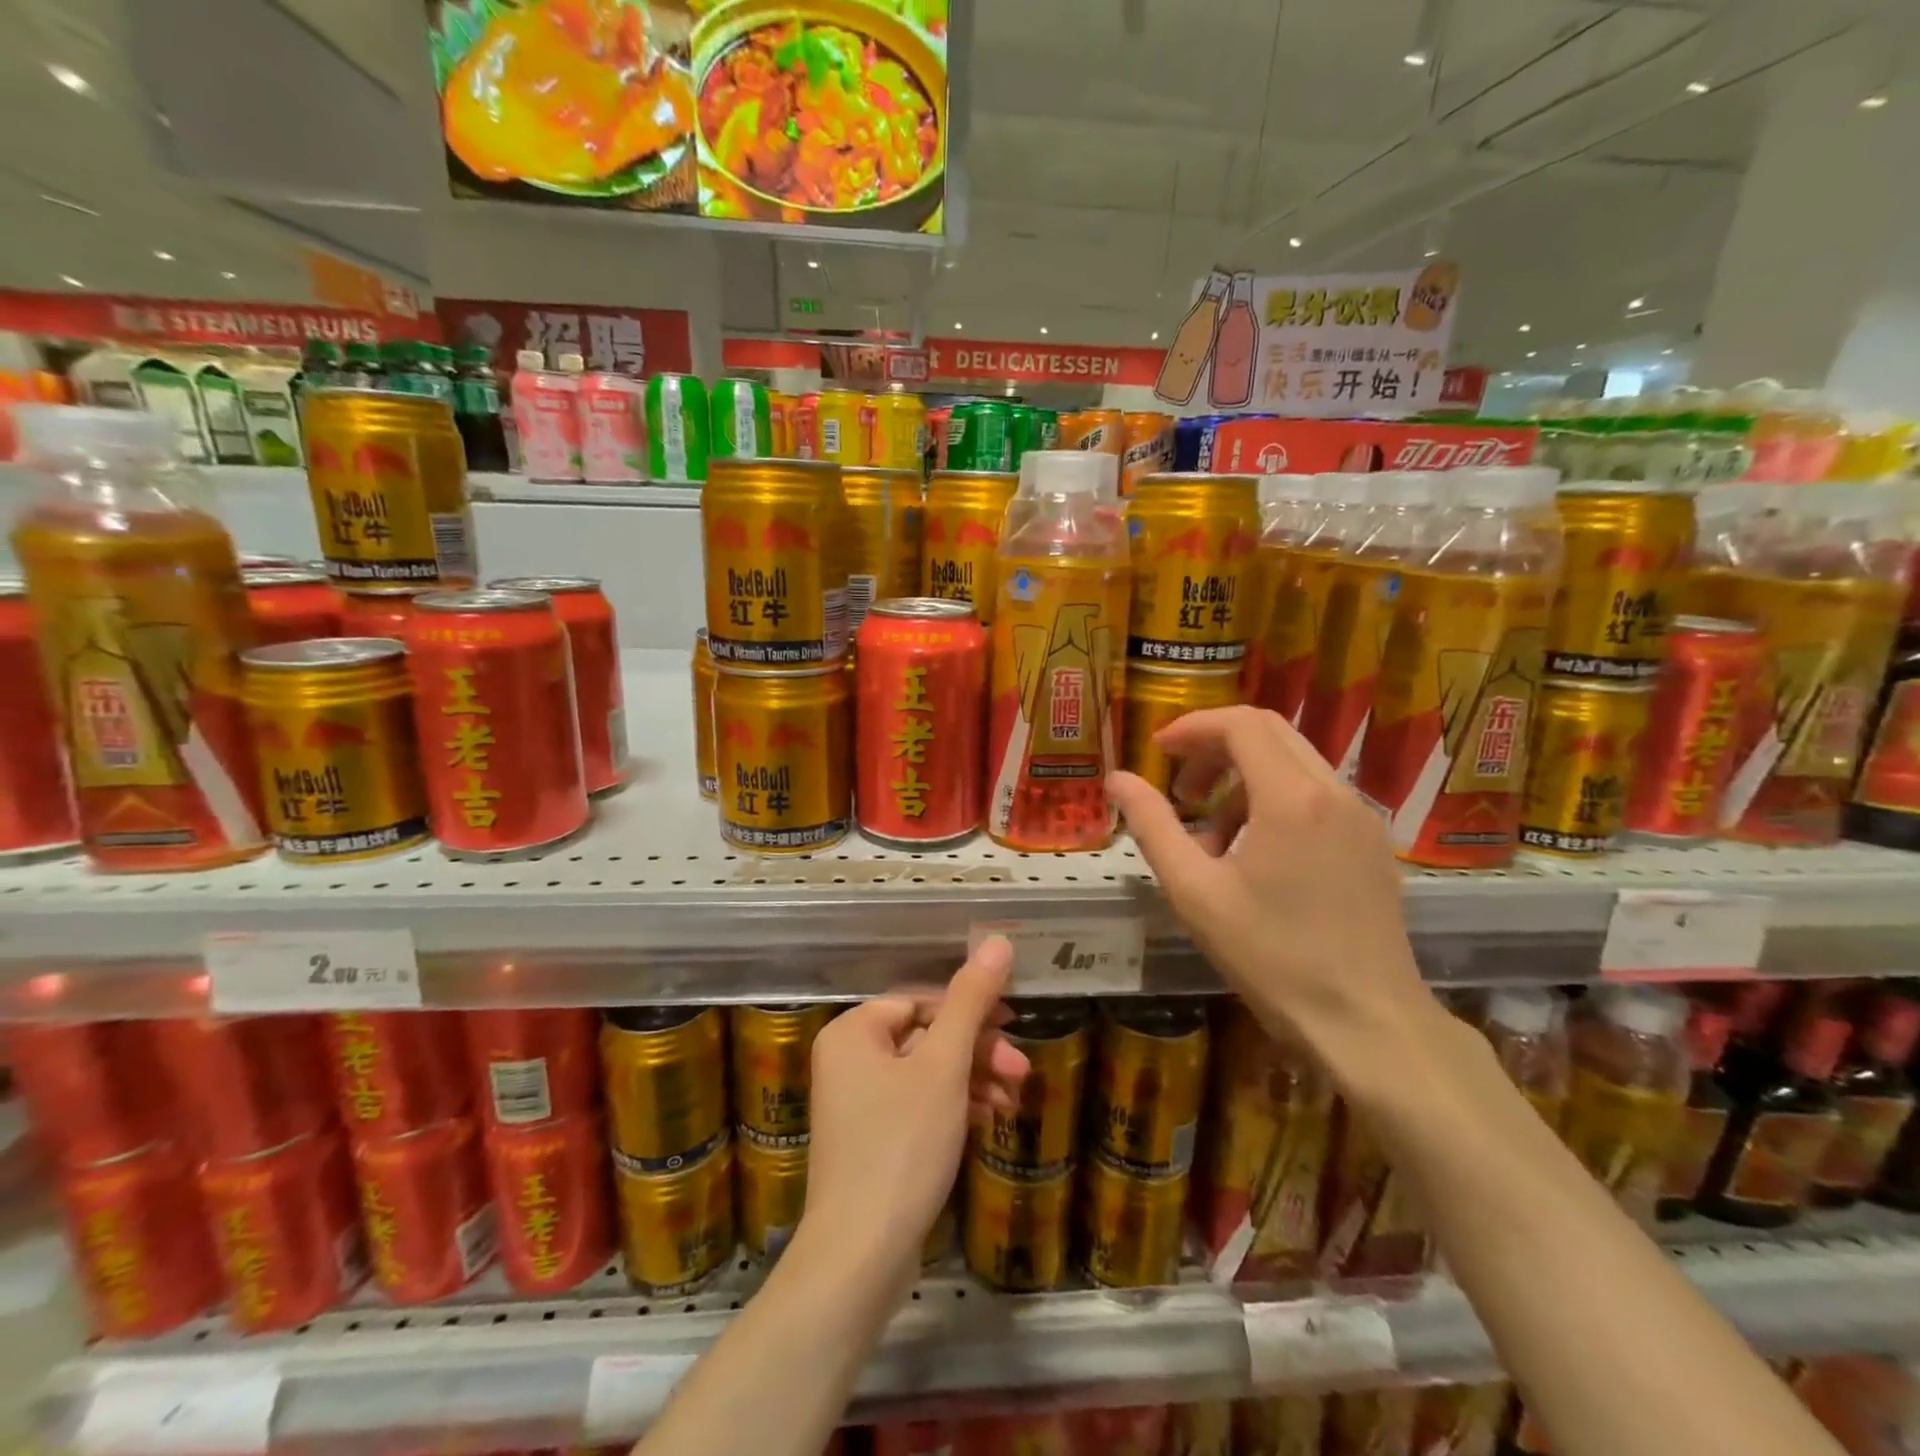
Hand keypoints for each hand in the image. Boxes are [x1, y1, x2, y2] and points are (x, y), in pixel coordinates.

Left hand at [800, 936, 1029, 1296]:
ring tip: (1012, 1099)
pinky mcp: (870, 1139)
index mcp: (854, 1030)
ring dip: (971, 1079)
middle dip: (977, 1051)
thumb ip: (971, 1000)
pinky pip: (917, 1104)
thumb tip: (997, 940)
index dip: (970, 1009)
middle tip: (1020, 1070)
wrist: (860, 1256)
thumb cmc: (902, 1144)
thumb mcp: (944, 1065)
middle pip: (926, 1036)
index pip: (922, 999)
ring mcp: (856, 1102)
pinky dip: (952, 1107)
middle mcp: (848, 1058)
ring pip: (926, 1073)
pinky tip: (986, 1119)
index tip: (1013, 1026)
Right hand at [1106, 705, 1431, 1056]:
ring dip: (1243, 777)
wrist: (1367, 1024)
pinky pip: (1317, 795)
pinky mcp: (1372, 844)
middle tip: (1180, 787)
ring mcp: (1362, 817)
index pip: (1241, 723)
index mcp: (1291, 798)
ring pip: (1294, 762)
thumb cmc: (1272, 957)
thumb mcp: (1195, 891)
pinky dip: (1274, 800)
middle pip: (1270, 732)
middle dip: (1216, 747)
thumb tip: (1117, 780)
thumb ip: (1153, 826)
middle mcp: (1335, 792)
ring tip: (1211, 835)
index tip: (1157, 751)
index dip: (1192, 727)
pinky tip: (1254, 855)